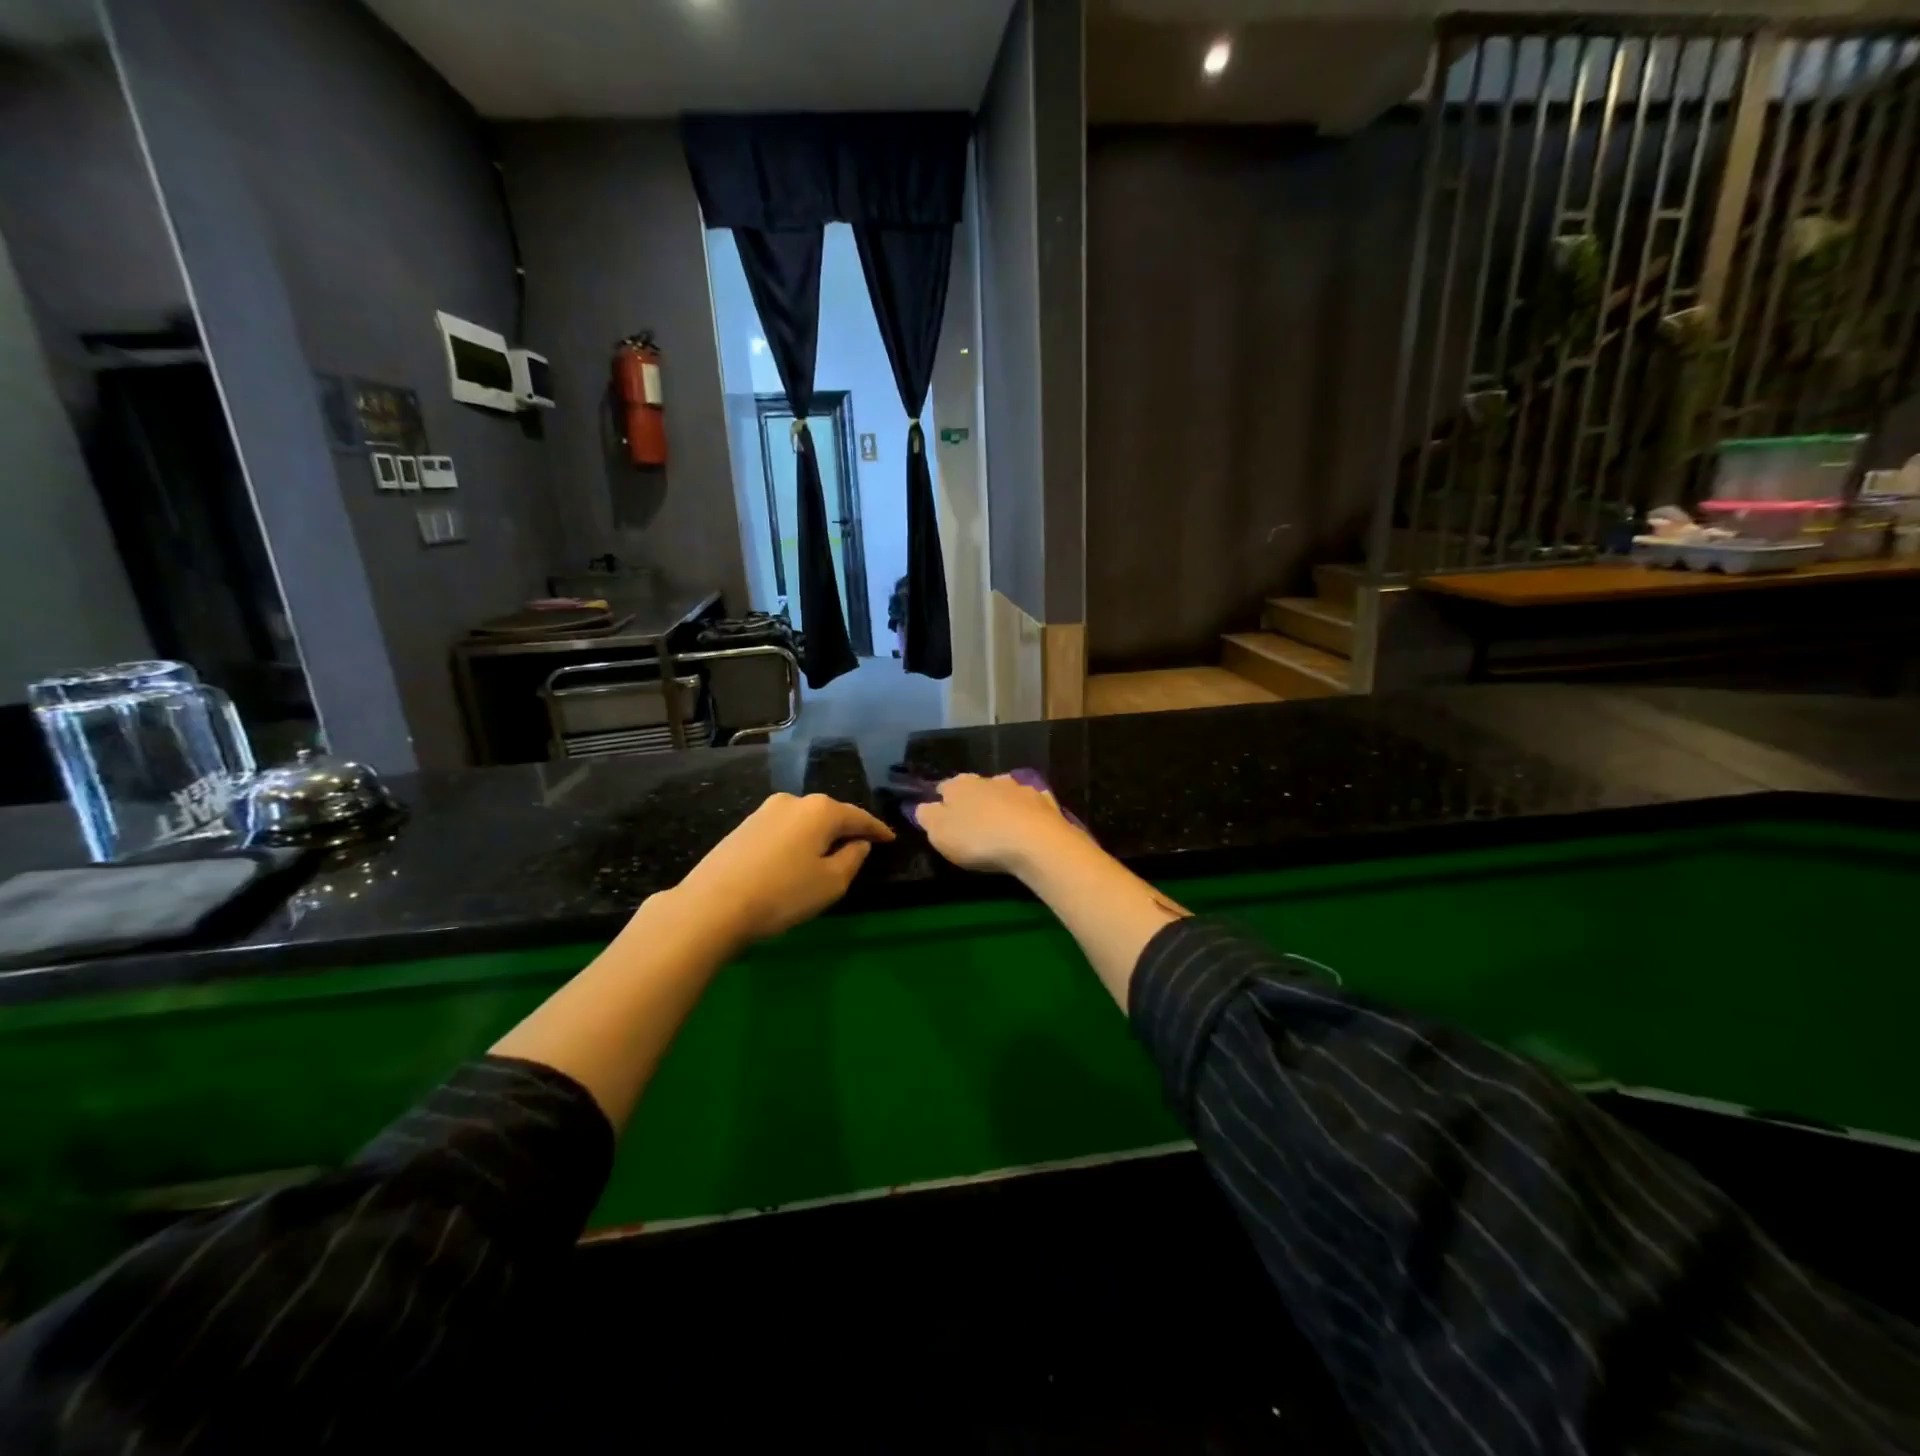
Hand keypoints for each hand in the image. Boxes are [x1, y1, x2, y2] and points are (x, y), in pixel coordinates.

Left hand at [671, 792, 893, 946]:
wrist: (712, 905)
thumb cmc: (782, 894)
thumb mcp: (831, 883)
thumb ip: (853, 858)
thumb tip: (858, 843)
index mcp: (821, 810)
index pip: (859, 816)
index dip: (877, 829)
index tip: (890, 839)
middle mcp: (793, 801)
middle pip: (830, 814)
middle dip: (846, 829)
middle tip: (861, 847)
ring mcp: (764, 811)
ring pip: (804, 821)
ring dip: (819, 836)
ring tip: (827, 855)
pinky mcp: (744, 826)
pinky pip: (783, 830)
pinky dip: (796, 841)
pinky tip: (795, 859)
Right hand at [914, 773, 1084, 876]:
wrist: (1035, 842)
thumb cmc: (979, 839)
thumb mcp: (940, 833)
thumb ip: (927, 817)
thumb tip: (923, 806)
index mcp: (960, 785)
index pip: (944, 787)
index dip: (941, 801)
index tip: (942, 818)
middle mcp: (989, 779)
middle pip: (975, 788)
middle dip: (973, 802)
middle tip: (972, 826)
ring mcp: (1020, 788)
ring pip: (1004, 793)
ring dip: (1000, 805)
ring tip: (1001, 828)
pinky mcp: (1044, 801)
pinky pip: (1029, 805)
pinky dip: (1026, 814)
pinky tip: (1027, 828)